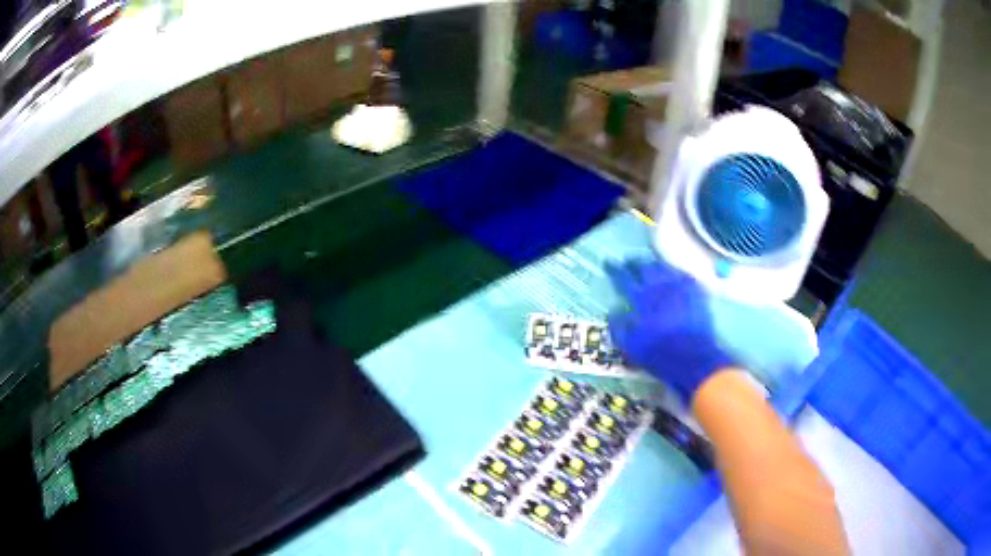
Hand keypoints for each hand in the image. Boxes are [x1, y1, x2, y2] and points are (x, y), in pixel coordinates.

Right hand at [606, 259, 736, 402]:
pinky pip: (684, 275)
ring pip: (666, 267)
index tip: (609, 262)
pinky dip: (676, 274)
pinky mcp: (697, 293)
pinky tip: (675, 275)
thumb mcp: (630, 346)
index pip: (624, 278)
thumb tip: (614, 310)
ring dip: (656, 265)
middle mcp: (660, 287)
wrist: (694, 359)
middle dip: (636, 263)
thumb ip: (619, 326)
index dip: (615, 269)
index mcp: (642, 298)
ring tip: (651, 266)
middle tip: (630, 262)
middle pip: (646, 266)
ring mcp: (681, 288)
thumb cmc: (659, 354)